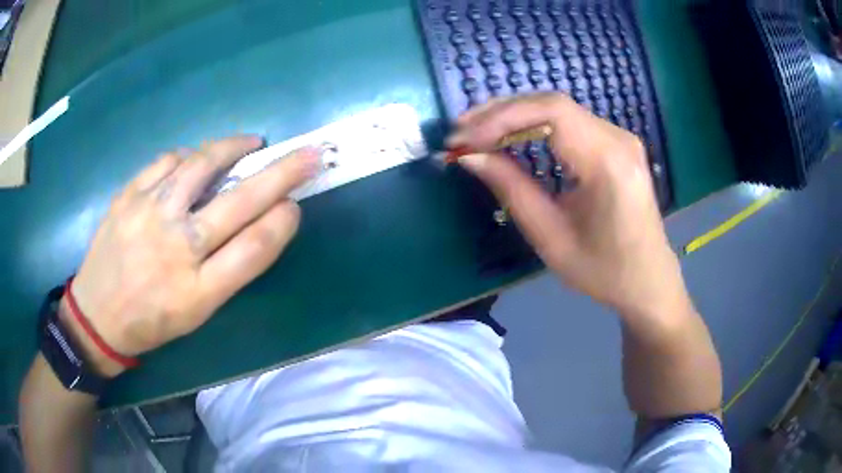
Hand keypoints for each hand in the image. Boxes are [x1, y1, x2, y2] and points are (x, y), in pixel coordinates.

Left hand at [63, 136, 319, 375]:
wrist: (97, 315)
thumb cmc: (151, 321)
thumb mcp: (196, 313)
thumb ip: (228, 269)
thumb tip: (260, 221)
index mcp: (197, 291)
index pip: (254, 248)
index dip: (283, 222)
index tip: (296, 204)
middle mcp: (175, 249)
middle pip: (239, 202)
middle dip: (282, 173)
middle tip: (307, 154)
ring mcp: (148, 216)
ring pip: (201, 166)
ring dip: (234, 148)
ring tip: (251, 143)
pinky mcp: (128, 196)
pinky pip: (167, 161)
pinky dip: (190, 155)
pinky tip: (197, 158)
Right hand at [449, 94, 689, 319]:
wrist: (647, 280)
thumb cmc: (602, 270)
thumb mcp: (550, 236)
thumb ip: (510, 189)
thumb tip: (469, 156)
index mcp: (608, 163)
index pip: (550, 112)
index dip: (501, 117)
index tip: (463, 138)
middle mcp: (618, 138)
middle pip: (552, 103)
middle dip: (501, 112)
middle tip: (461, 131)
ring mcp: (620, 137)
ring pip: (558, 108)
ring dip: (514, 115)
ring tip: (477, 131)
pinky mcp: (616, 143)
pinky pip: (569, 121)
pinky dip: (534, 124)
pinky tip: (511, 134)